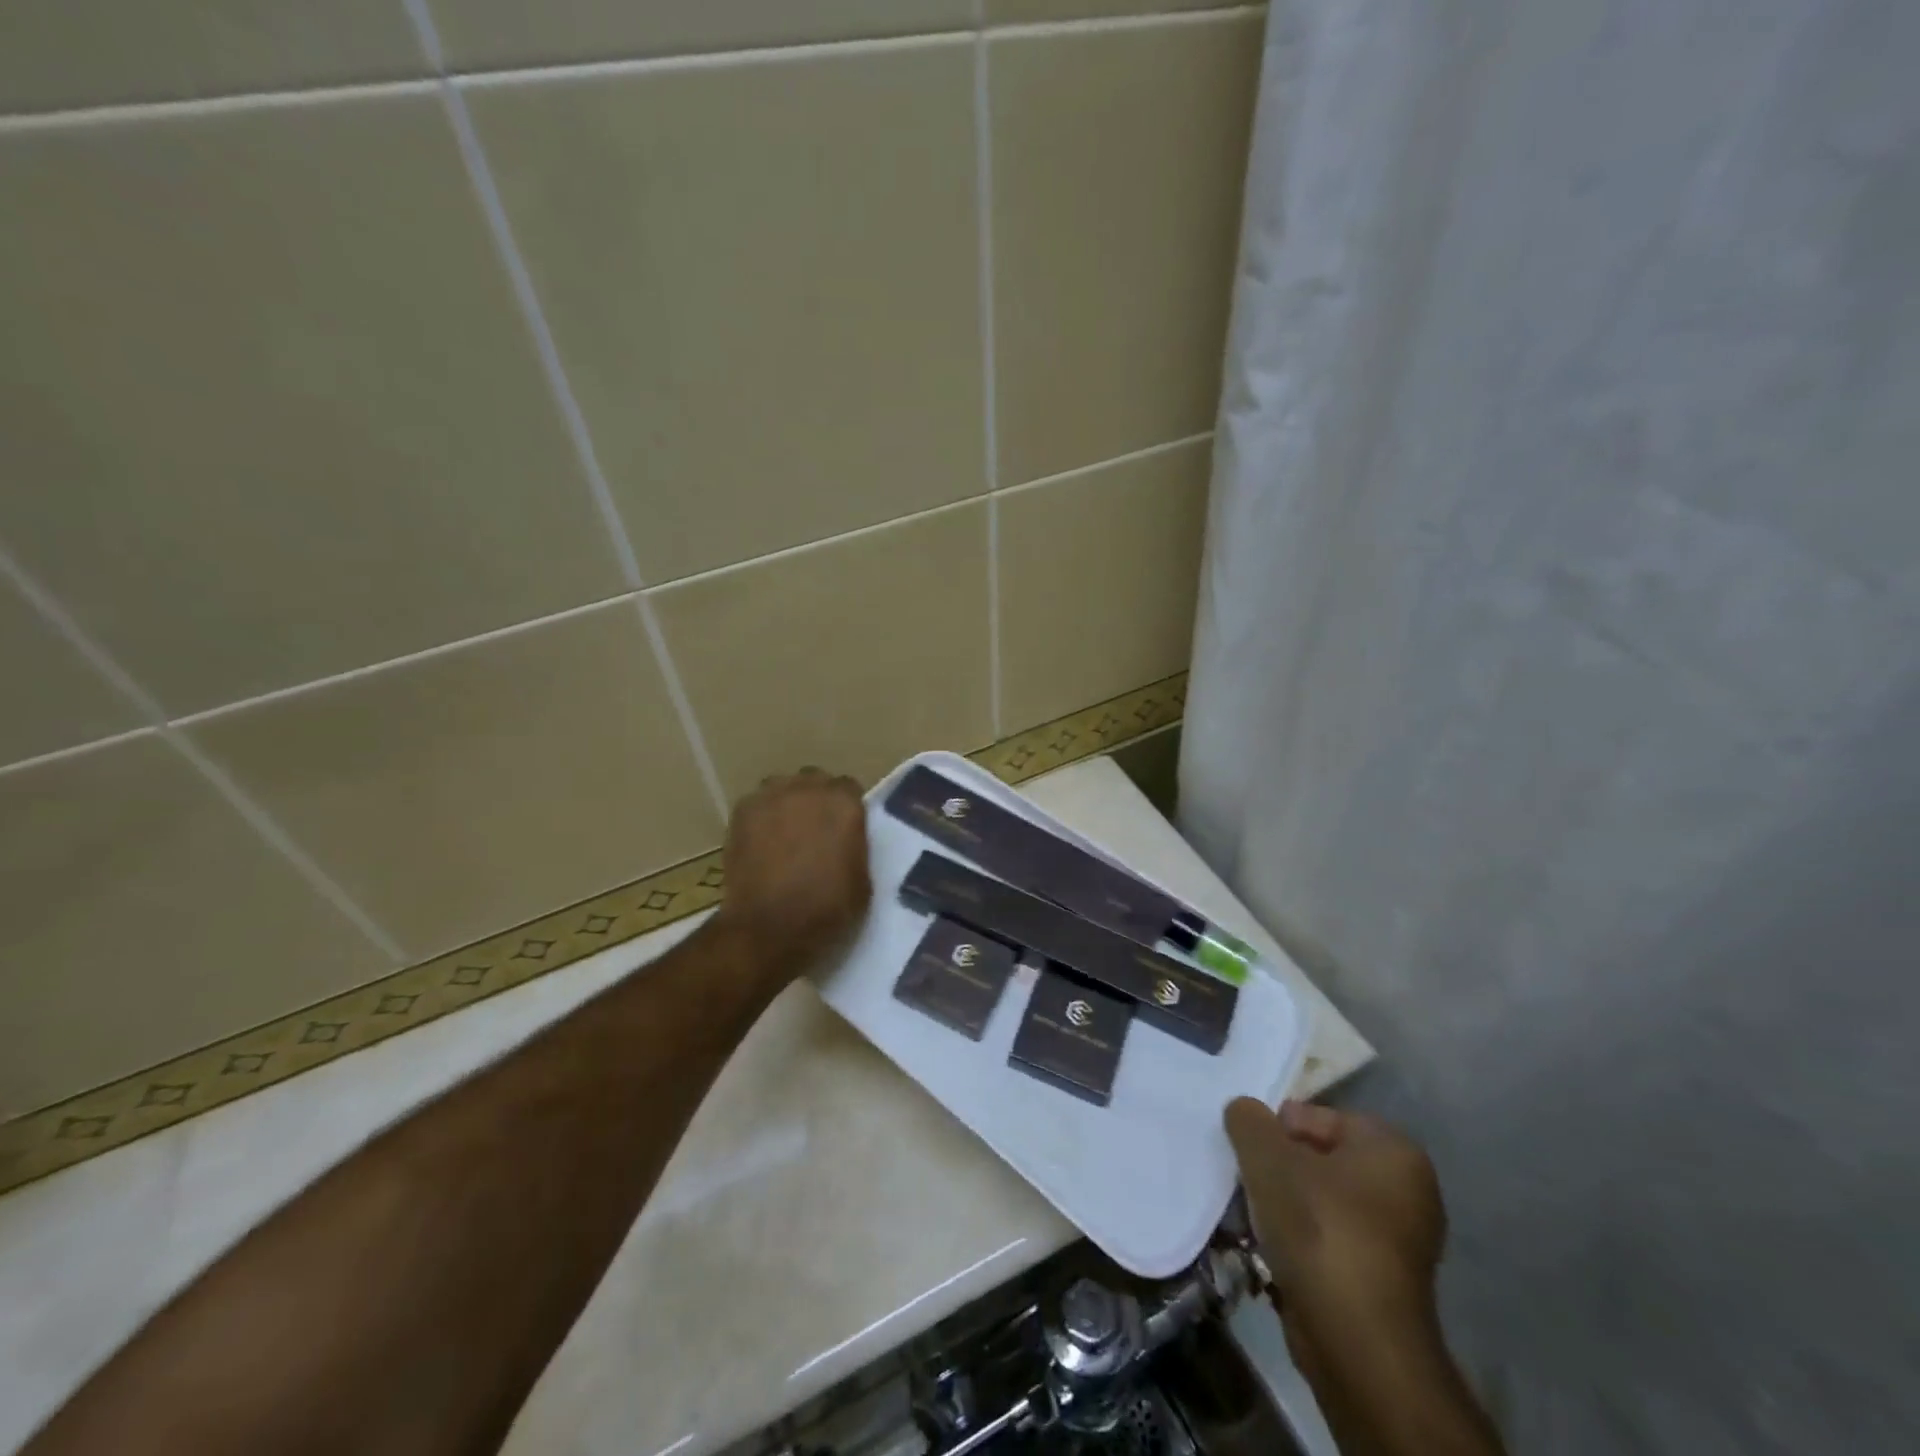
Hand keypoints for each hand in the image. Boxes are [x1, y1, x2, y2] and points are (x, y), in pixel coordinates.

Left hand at [713, 768, 871, 983]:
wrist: (769, 928)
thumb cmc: (827, 910)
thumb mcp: (863, 881)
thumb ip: (855, 847)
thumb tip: (845, 841)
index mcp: (844, 803)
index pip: (849, 789)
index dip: (846, 809)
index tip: (843, 829)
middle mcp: (808, 789)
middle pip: (814, 782)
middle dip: (816, 800)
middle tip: (814, 831)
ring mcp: (771, 797)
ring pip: (782, 788)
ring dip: (787, 804)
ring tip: (784, 834)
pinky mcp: (742, 813)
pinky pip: (757, 805)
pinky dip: (761, 819)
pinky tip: (761, 844)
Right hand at [1225, 1099, 1445, 1366]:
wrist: (1357, 1342)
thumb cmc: (1319, 1229)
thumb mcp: (1267, 1157)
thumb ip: (1249, 1120)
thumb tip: (1244, 1111)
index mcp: (1394, 1151)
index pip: (1323, 1116)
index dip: (1280, 1127)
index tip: (1252, 1150)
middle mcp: (1407, 1190)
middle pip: (1321, 1159)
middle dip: (1279, 1167)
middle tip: (1248, 1178)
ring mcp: (1399, 1241)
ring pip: (1322, 1201)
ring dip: (1283, 1204)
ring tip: (1252, 1215)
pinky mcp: (1381, 1282)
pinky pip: (1329, 1240)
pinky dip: (1299, 1240)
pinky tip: (1269, 1249)